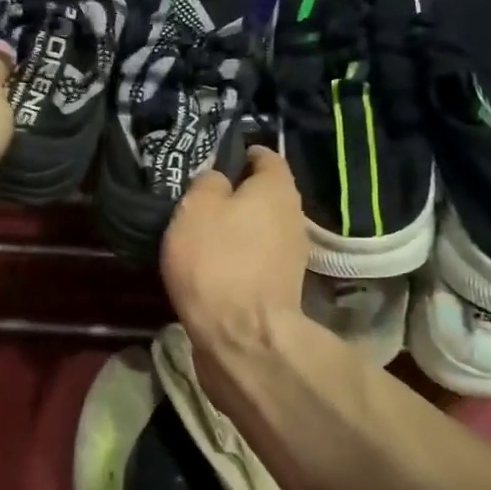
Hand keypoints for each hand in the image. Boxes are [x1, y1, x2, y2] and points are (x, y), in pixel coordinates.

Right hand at [161, 147, 307, 349]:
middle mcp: (293, 215)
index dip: (240, 153)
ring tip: (200, 233)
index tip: (213, 160)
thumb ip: (209, 182)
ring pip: (260, 227)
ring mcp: (291, 254)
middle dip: (237, 193)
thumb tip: (219, 179)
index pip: (265, 155)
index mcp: (277, 188)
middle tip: (199, 199)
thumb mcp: (197, 207)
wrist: (242, 336)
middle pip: (265, 194)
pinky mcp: (281, 286)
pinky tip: (212, 265)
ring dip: (237, 228)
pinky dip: (238, 257)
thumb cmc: (217, 259)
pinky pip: (256, 258)